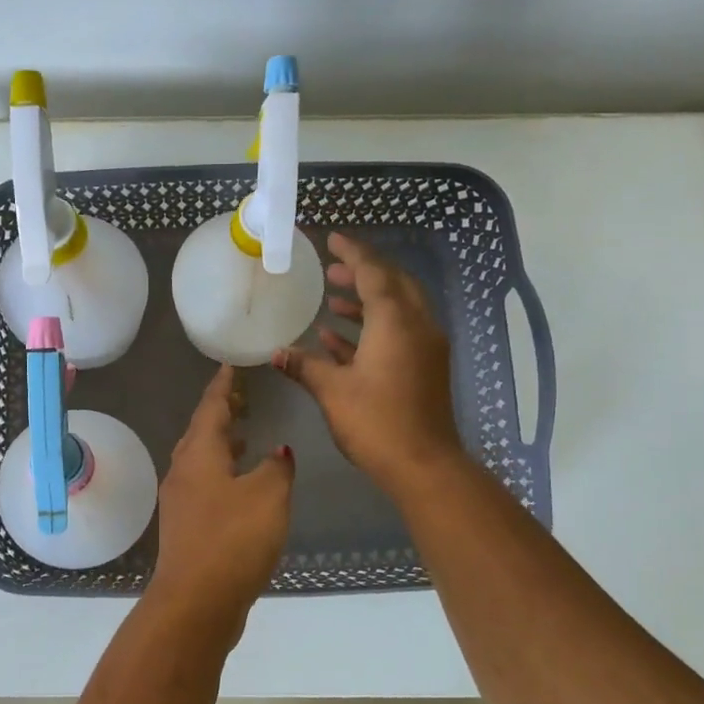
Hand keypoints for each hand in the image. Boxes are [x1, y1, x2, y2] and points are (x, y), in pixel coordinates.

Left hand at [151, 365, 294, 626]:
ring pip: (201, 461)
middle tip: (242, 398)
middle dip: (221, 414)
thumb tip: (278, 453)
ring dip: (221, 445)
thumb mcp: (268, 496)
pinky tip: (240, 486)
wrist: (196, 601)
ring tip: (245, 437)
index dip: (222, 386)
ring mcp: (181, 502)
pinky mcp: (186, 528)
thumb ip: (276, 468)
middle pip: (201, 433)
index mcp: (199, 455)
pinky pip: (203, 485)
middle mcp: (183, 472)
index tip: (229, 366)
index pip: (210, 408)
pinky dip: (221, 473)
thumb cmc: (233, 539)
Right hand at [273, 232, 463, 499]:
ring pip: (398, 309)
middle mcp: (417, 325)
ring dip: (367, 301)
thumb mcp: (332, 391)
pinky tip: (339, 339)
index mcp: (395, 322)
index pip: (374, 273)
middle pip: (393, 285)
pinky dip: (373, 328)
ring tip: (333, 300)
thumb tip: (277, 352)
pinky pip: (399, 333)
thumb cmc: (376, 422)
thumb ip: (305, 366)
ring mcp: (425, 347)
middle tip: (332, 270)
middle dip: (363, 273)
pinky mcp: (426, 367)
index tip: (332, 239)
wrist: (424, 465)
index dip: (352, 253)